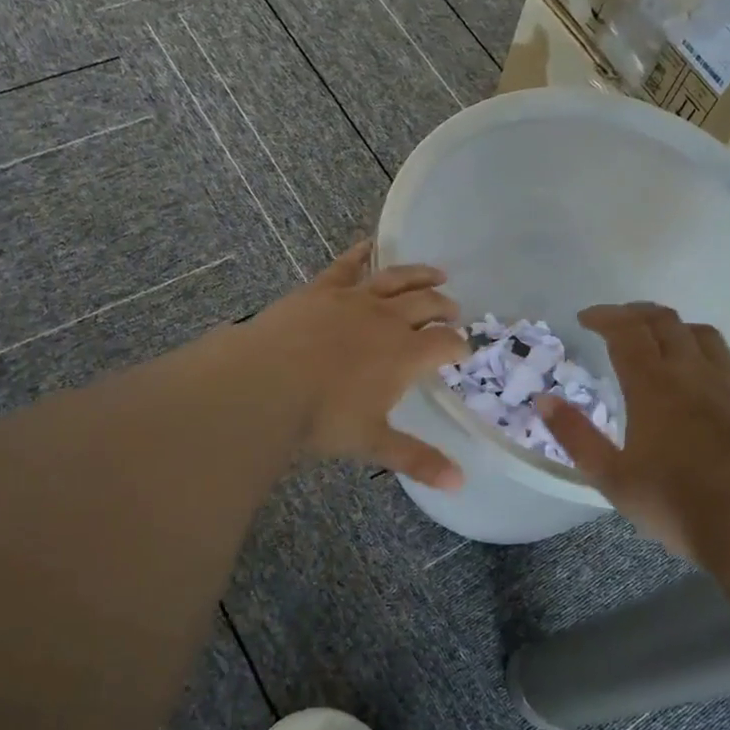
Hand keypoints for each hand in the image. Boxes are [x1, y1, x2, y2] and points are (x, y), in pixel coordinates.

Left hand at [248, 241, 469, 487]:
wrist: (265, 383)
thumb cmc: (322, 417)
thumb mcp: (373, 442)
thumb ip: (417, 459)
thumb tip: (459, 485)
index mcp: (406, 354)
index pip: (446, 343)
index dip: (459, 345)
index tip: (464, 350)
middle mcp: (388, 319)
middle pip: (428, 305)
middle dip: (445, 308)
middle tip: (454, 311)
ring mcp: (354, 299)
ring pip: (397, 280)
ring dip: (420, 275)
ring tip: (437, 274)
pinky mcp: (322, 289)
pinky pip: (347, 265)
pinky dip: (362, 254)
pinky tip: (369, 245)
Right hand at [537, 303, 729, 557]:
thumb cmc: (674, 505)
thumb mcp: (611, 477)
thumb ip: (575, 435)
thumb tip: (543, 399)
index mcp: (653, 385)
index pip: (626, 330)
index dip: (604, 316)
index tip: (585, 318)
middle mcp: (693, 373)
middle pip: (665, 322)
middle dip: (635, 314)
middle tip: (616, 322)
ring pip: (703, 334)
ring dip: (675, 327)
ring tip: (659, 339)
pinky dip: (709, 354)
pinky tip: (705, 371)